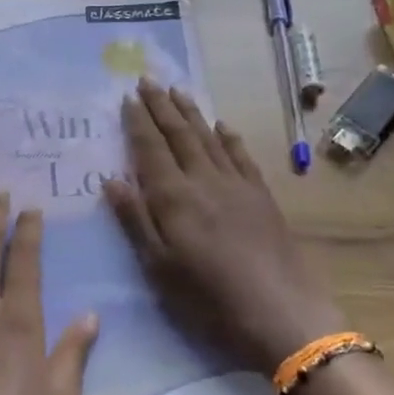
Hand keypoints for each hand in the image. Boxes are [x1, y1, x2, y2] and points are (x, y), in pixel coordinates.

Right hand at [104, 78, 344, 373]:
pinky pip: (241, 156)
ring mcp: (237, 185)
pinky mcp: (262, 197)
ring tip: (178, 91)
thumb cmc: (208, 298)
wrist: (282, 314)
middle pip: (179, 134)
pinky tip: (222, 126)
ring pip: (209, 138)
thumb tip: (112, 180)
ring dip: (191, 113)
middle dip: (161, 106)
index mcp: (174, 197)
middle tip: (148, 80)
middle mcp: (204, 180)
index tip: (128, 97)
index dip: (138, 122)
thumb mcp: (159, 267)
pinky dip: (229, 137)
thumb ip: (135, 220)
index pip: (151, 149)